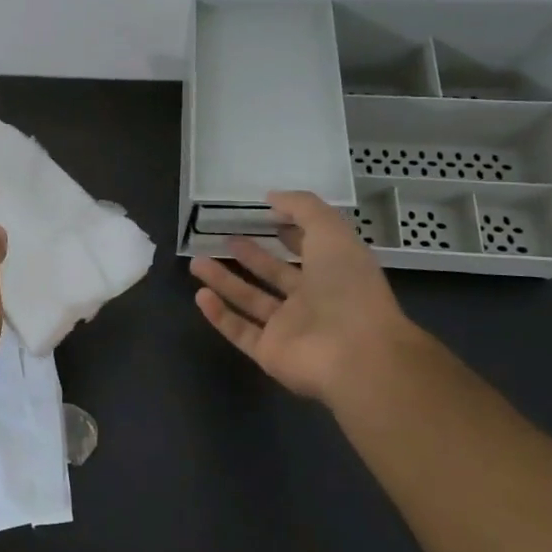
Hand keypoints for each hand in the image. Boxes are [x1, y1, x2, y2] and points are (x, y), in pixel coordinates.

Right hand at [190, 191, 419, 402]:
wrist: (354, 354)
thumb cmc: (348, 288)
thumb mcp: (331, 232)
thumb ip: (303, 208)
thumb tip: (272, 197)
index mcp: (334, 274)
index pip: (309, 250)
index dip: (290, 233)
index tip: (265, 217)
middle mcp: (312, 301)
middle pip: (274, 275)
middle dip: (251, 256)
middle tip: (225, 239)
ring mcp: (290, 330)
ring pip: (250, 301)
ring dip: (224, 282)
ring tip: (196, 262)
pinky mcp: (270, 352)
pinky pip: (240, 331)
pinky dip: (219, 315)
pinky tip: (200, 295)